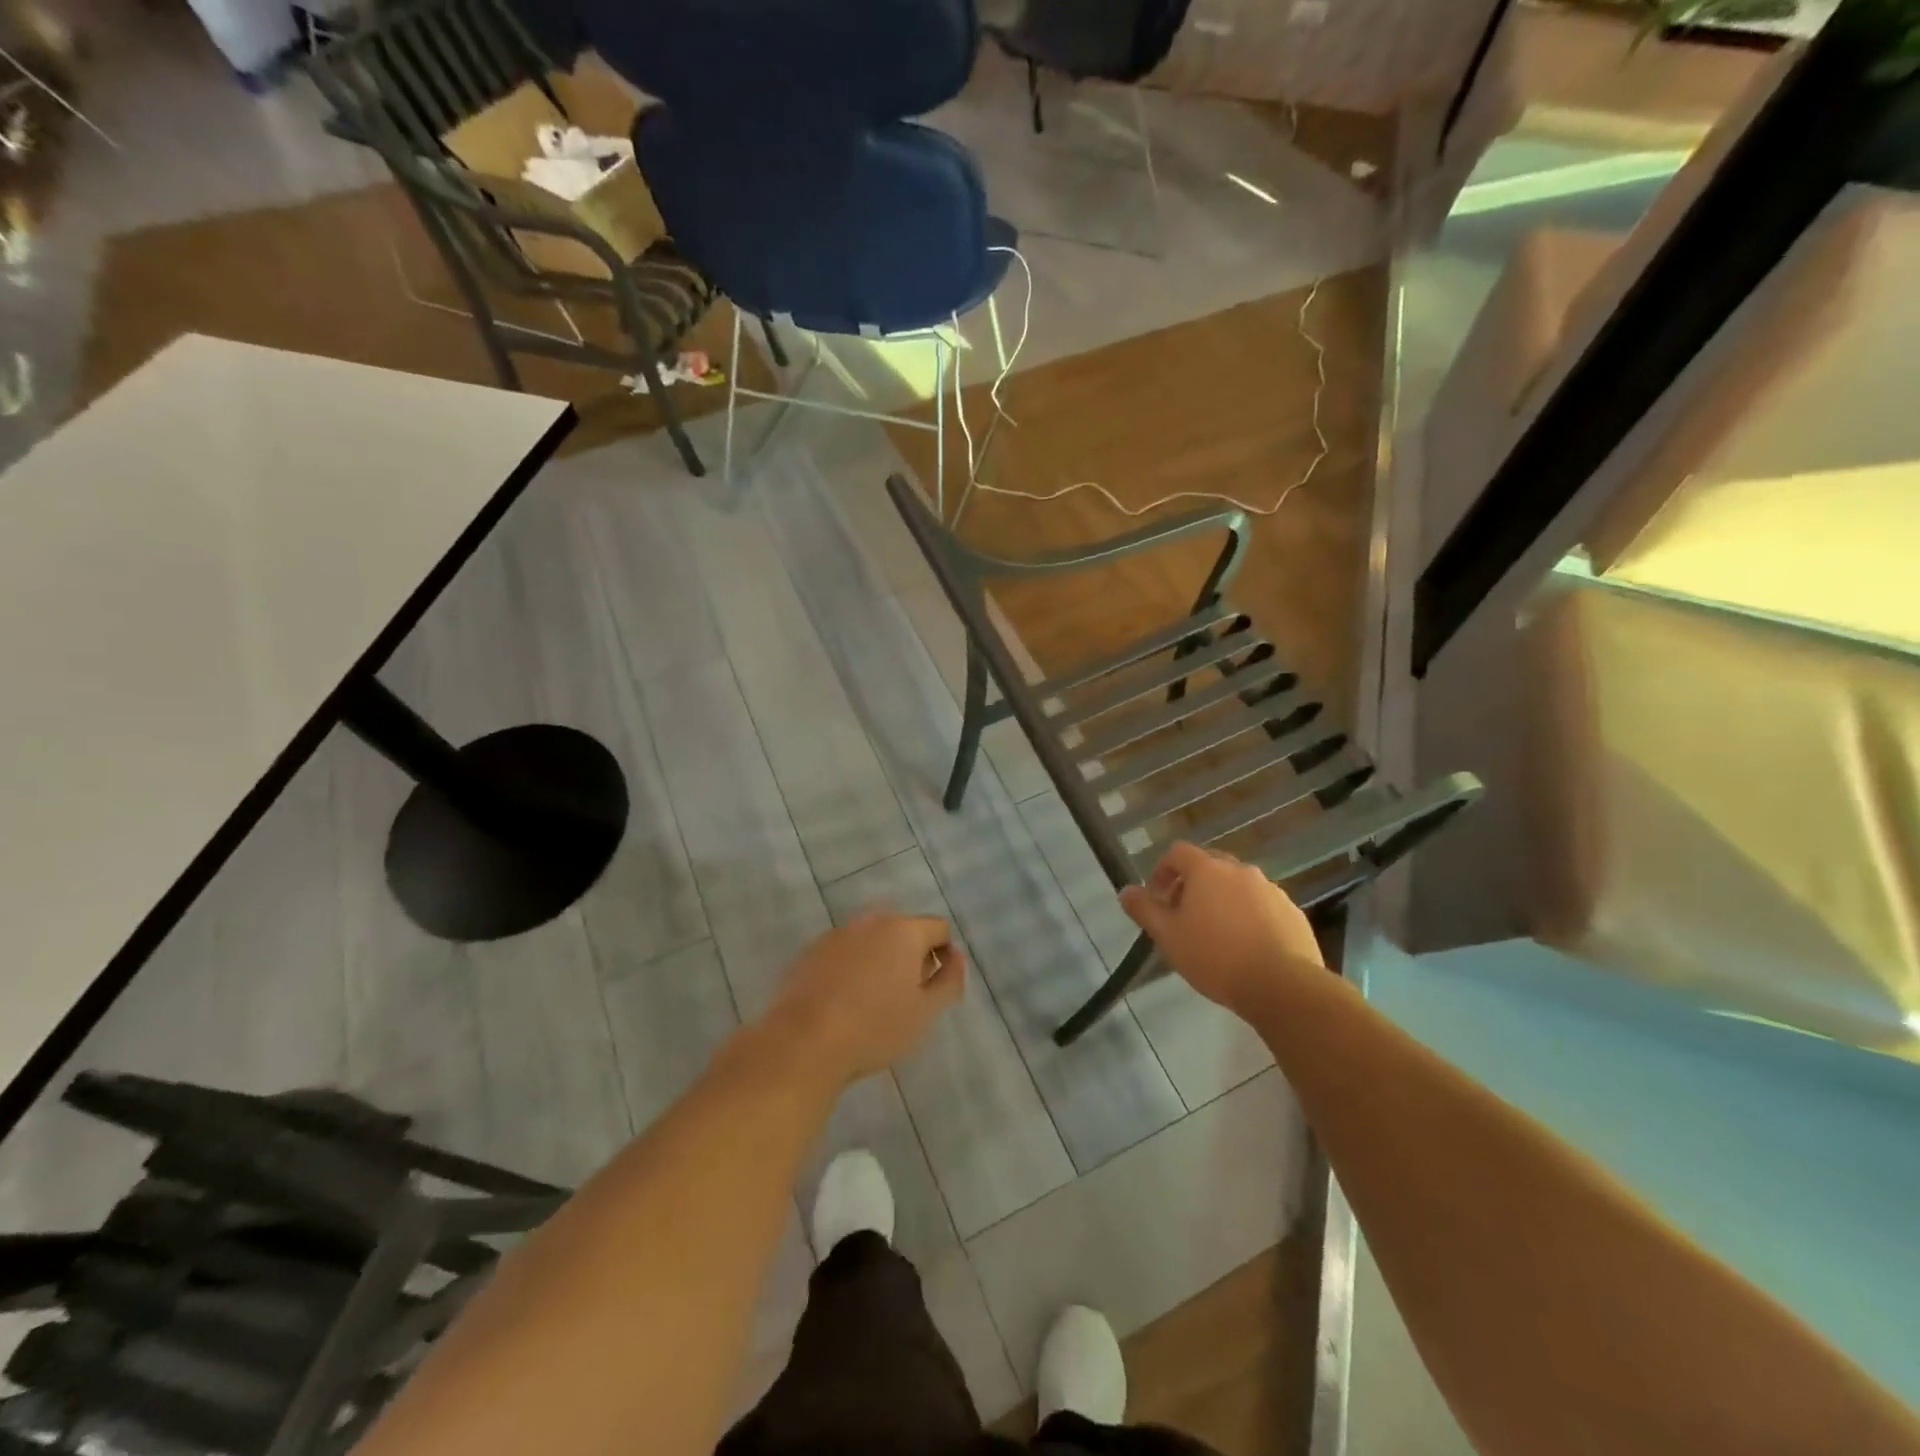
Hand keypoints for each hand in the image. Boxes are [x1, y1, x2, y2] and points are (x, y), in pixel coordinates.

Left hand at [761, 914, 963, 1086]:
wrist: (803, 1042)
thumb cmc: (875, 1027)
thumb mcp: (926, 1012)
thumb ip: (949, 980)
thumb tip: (956, 957)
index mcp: (904, 930)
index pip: (939, 928)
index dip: (943, 956)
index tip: (933, 989)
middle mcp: (871, 921)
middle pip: (904, 931)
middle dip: (910, 957)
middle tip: (905, 998)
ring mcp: (837, 934)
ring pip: (871, 941)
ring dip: (880, 961)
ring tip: (872, 1002)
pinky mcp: (811, 951)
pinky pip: (844, 953)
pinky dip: (851, 968)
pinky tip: (842, 1003)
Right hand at [1119, 842, 1322, 1015]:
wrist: (1281, 985)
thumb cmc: (1215, 957)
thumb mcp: (1168, 936)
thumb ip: (1144, 910)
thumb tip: (1126, 891)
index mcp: (1207, 870)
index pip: (1178, 852)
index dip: (1163, 870)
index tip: (1157, 896)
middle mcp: (1240, 871)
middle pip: (1210, 865)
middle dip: (1193, 883)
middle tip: (1183, 914)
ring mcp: (1270, 890)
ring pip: (1238, 886)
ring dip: (1222, 900)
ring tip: (1215, 934)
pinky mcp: (1292, 912)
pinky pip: (1262, 905)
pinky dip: (1249, 916)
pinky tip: (1245, 946)